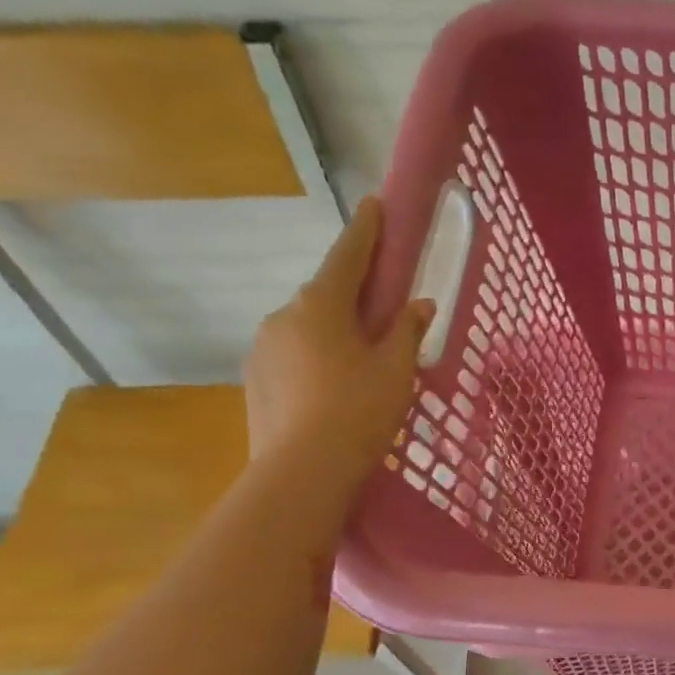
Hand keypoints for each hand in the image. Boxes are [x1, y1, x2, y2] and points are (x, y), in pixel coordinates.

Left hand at [245, 196, 434, 486]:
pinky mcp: (255, 379)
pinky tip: (332, 385)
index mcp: (321, 304)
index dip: (365, 231)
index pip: (348, 256)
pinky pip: (292, 354)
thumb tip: (419, 304)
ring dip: (333, 330)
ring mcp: (263, 347)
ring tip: (359, 358)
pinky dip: (315, 357)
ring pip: (306, 326)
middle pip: (325, 293)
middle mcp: (283, 315)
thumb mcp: (396, 369)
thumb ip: (407, 332)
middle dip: (352, 293)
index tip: (373, 205)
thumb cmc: (359, 409)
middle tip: (381, 305)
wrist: (303, 470)